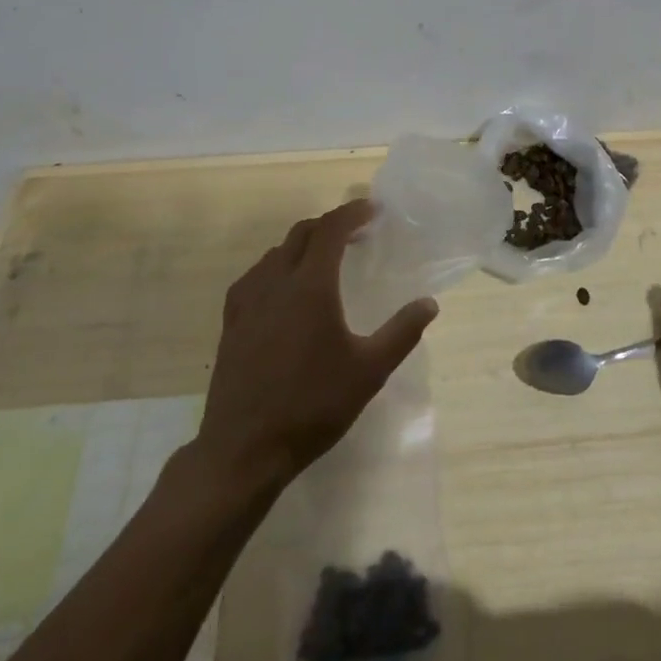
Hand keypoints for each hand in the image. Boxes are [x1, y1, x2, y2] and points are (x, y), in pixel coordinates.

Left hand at [193, 199, 437, 488]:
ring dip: (303, 244)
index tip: (374, 209)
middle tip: (356, 233)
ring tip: (324, 259)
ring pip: (275, 253)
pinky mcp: (231, 323)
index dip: (353, 212)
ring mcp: (247, 302)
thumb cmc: (312, 406)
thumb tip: (429, 303)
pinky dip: (277, 267)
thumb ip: (401, 332)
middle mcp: (276, 282)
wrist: (243, 450)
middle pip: (302, 234)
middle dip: (330, 225)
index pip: (331, 229)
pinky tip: (284, 289)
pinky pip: (255, 276)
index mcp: (311, 286)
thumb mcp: (369, 371)